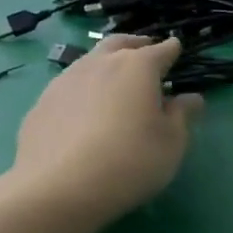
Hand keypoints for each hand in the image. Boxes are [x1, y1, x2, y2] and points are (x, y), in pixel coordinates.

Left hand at [0, 37, 202, 228]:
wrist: (58, 189)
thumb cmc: (130, 161)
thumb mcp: (172, 143)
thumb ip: (183, 115)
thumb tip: (190, 98)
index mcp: (138, 67)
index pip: (161, 50)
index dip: (172, 50)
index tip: (177, 49)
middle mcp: (100, 64)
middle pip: (120, 43)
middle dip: (136, 44)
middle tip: (146, 53)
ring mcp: (65, 81)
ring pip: (90, 61)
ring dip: (106, 64)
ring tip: (115, 80)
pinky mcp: (41, 103)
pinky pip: (70, 86)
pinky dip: (84, 89)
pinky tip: (85, 110)